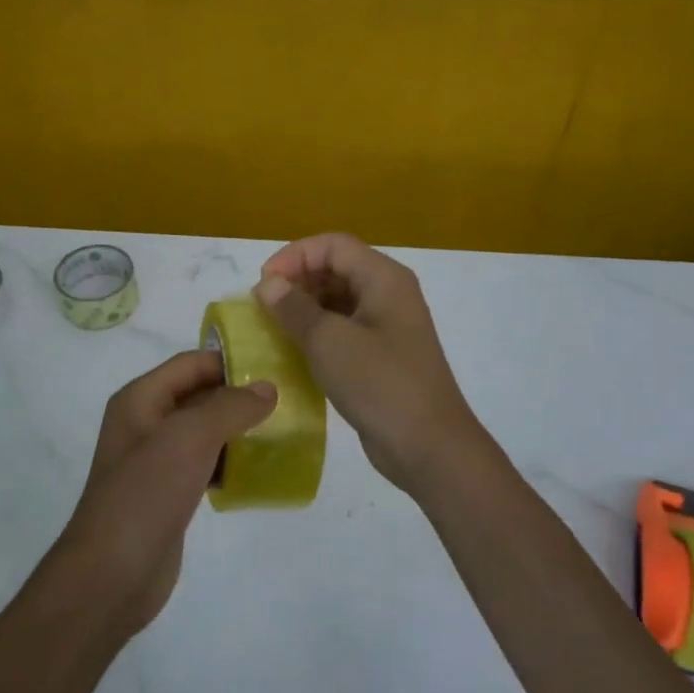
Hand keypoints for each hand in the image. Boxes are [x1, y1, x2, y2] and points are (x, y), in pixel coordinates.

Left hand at [56, 352, 276, 633]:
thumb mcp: (189, 438)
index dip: (229, 362)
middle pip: (198, 396)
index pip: (190, 364)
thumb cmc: (146, 493)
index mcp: (140, 399)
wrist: (112, 574)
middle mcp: (145, 423)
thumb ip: (230, 407)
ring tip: (281, 434)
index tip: (274, 370)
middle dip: (238, 398)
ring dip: (237, 432)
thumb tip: (267, 389)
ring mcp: (155, 461)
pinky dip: (228, 463)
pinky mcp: (167, 494)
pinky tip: (257, 472)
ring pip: (203, 432)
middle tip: (286, 403)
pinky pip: (203, 465)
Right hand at [256, 233, 486, 496]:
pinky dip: (317, 333)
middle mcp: (388, 294)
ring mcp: (387, 326)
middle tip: (264, 307)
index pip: (332, 245)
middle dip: (297, 281)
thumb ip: (294, 308)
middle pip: (336, 268)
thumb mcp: (329, 342)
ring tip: (273, 328)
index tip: (263, 283)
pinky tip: (295, 352)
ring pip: (338, 300)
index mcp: (383, 278)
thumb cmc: (380, 384)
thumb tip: (267, 284)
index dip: (294, 256)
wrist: (429, 447)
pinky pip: (344, 329)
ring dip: (304, 308)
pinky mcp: (381, 356)